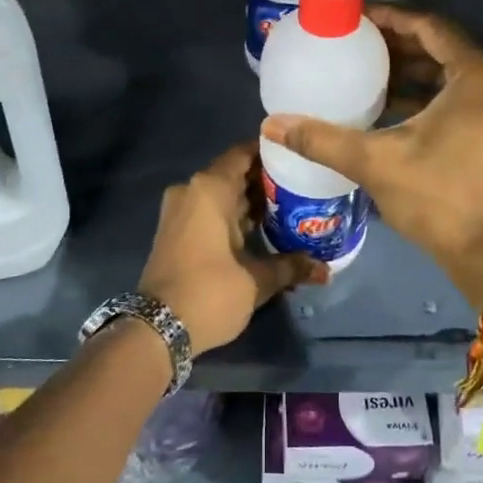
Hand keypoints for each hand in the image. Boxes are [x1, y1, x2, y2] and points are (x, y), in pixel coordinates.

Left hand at [138, 141, 328, 354]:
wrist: (157, 329)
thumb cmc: (209, 292)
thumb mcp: (256, 280)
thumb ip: (291, 267)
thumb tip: (326, 270)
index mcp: (210, 188)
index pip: (244, 153)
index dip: (271, 153)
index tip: (299, 158)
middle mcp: (192, 191)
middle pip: (235, 174)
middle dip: (267, 182)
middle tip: (304, 188)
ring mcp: (180, 211)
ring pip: (223, 196)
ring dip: (251, 203)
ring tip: (291, 210)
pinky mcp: (176, 232)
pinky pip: (210, 212)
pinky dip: (234, 217)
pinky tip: (264, 231)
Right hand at [260, 6, 482, 309]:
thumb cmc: (438, 197)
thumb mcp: (375, 162)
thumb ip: (322, 139)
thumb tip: (271, 125)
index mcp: (476, 75)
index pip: (427, 27)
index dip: (389, 18)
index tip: (355, 16)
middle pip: (439, 47)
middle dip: (395, 43)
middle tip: (354, 41)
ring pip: (448, 73)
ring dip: (409, 69)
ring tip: (365, 68)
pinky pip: (456, 95)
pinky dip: (424, 93)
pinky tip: (387, 102)